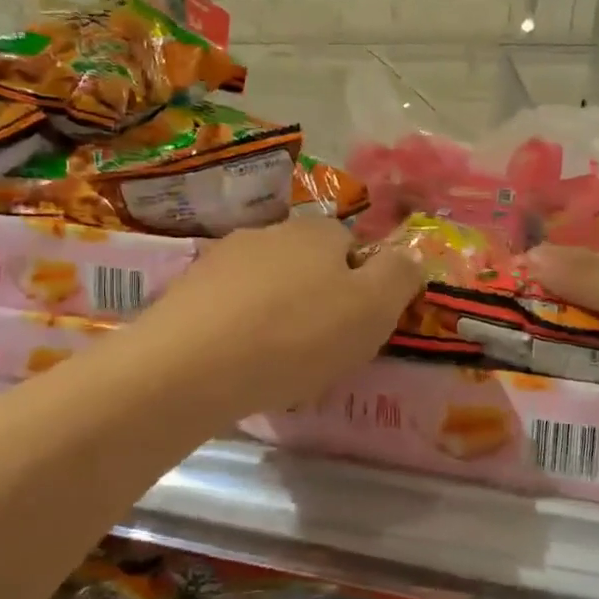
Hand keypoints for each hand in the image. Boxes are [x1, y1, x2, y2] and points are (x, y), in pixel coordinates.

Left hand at [117, 217, 424, 419]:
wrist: (191, 366)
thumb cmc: (298, 335)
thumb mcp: (373, 308)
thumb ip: (400, 276)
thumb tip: (411, 254)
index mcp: (317, 232)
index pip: (352, 246)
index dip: (363, 285)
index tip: (359, 326)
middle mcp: (269, 233)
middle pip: (308, 264)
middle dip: (319, 299)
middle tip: (322, 347)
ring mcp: (221, 260)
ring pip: (267, 287)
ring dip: (278, 315)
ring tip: (278, 362)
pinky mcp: (186, 293)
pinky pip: (230, 309)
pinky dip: (241, 331)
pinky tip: (240, 363)